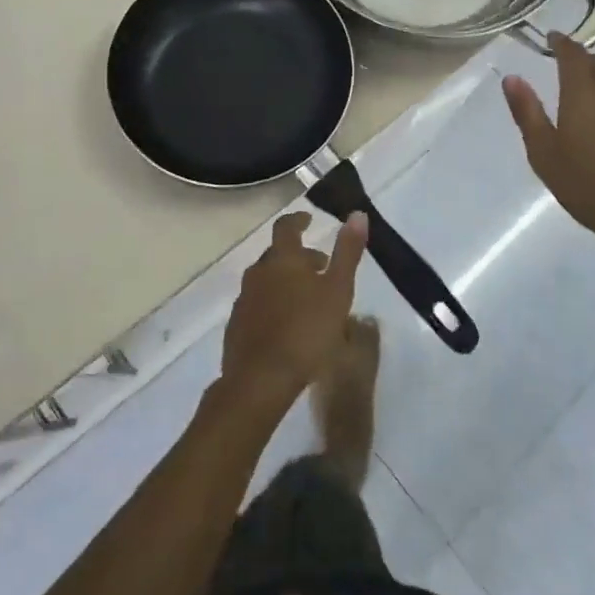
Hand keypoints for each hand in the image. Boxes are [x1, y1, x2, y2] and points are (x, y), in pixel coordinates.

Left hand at [219, 211, 366, 416]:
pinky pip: (257, 304)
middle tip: (321, 267)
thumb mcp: (338, 290)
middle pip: (277, 255)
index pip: (286, 227)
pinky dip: (272, 304)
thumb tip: (357, 213)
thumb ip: (348, 252)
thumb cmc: (306, 331)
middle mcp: (258, 272)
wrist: (260, 380)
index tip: (308, 219)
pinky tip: (286, 324)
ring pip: (266, 280)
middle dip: (298, 256)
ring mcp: (244, 300)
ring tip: (307, 298)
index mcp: (282, 259)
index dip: (298, 220)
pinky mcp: (236, 326)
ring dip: (285, 281)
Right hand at [502, 34, 594, 262]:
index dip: (561, 43)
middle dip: (582, 62)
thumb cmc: (588, 187)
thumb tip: (512, 78)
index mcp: (584, 94)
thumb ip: (527, 113)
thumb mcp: (544, 154)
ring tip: (592, 100)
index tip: (552, 39)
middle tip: (567, 71)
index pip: (573, 54)